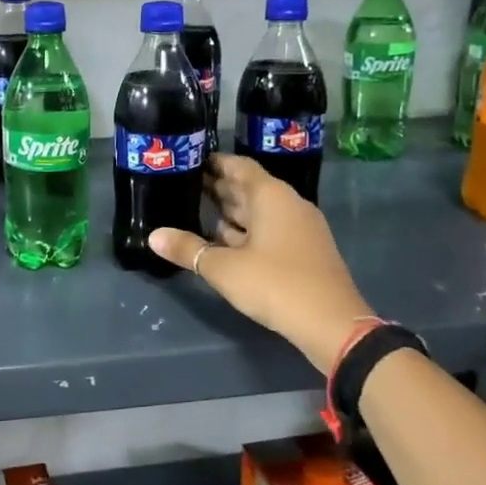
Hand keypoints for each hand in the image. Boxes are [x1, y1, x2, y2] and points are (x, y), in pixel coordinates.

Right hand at [151, 154, 372, 366]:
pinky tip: (223, 242)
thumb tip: (153, 235)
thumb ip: (187, 249)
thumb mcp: (223, 268)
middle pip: (249, 188)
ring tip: (197, 210)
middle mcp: (288, 204)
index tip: (189, 161)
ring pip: (259, 211)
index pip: (239, 166)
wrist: (332, 324)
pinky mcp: (303, 251)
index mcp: (271, 196)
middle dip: (219, 187)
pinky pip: (268, 230)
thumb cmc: (275, 284)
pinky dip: (245, 231)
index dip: (214, 162)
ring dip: (231, 211)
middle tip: (185, 185)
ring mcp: (299, 228)